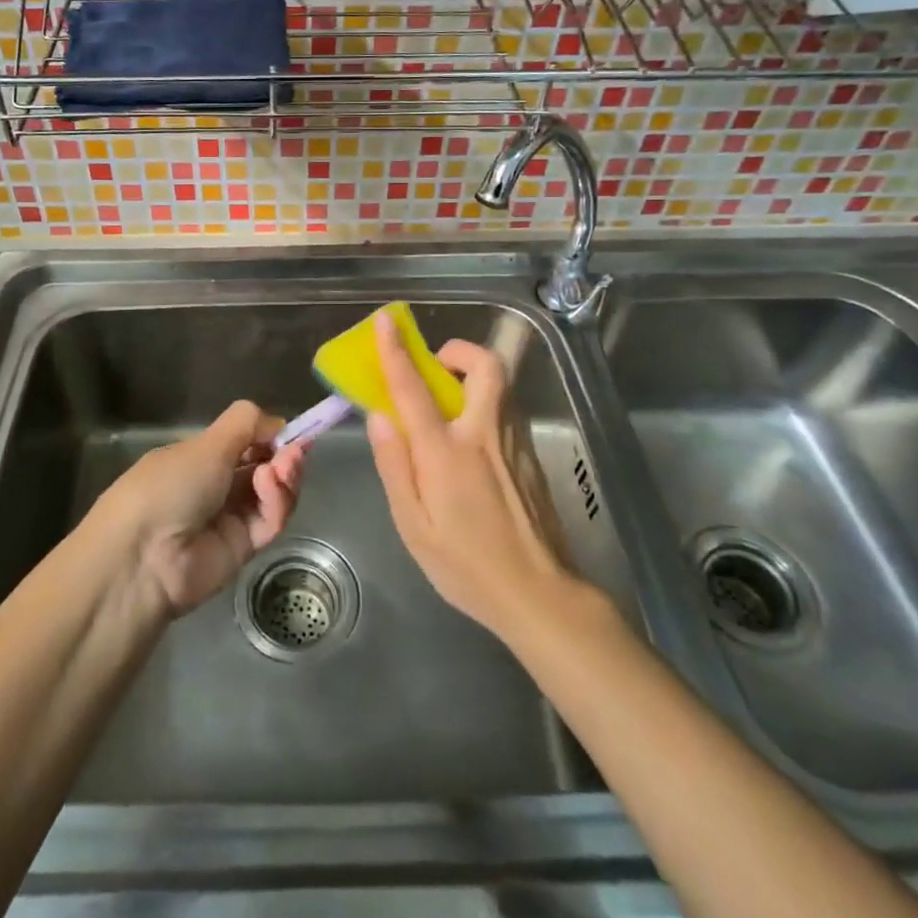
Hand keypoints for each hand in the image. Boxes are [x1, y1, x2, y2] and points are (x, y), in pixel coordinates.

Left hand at [101, 401, 306, 616]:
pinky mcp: (244, 548)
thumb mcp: (206, 444)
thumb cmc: (168, 486)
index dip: (269, 436)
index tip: (292, 431)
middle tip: (295, 450)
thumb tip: (277, 423)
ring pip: (272, 494)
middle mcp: (215, 486)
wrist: (144, 557)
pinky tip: (270, 483)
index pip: (245, 443)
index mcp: (199, 458)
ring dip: (283, 475)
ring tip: (284, 466)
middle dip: (283, 455)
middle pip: (263, 467)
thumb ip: (245, 424)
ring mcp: (230, 518)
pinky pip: (270, 521)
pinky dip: (276, 501)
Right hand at [365, 311, 574, 641]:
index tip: (386, 322)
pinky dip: (486, 401)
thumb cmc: (465, 566)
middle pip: (485, 366)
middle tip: (436, 366)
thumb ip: (395, 466)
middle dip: (459, 351)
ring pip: (501, 385)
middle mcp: (485, 435)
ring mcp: (515, 443)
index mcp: (447, 453)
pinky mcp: (531, 456)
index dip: (396, 352)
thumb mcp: (413, 526)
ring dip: (474, 375)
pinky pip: (507, 409)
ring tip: (449, 401)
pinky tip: (472, 438)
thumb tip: (379, 417)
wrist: (539, 594)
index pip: (415, 389)